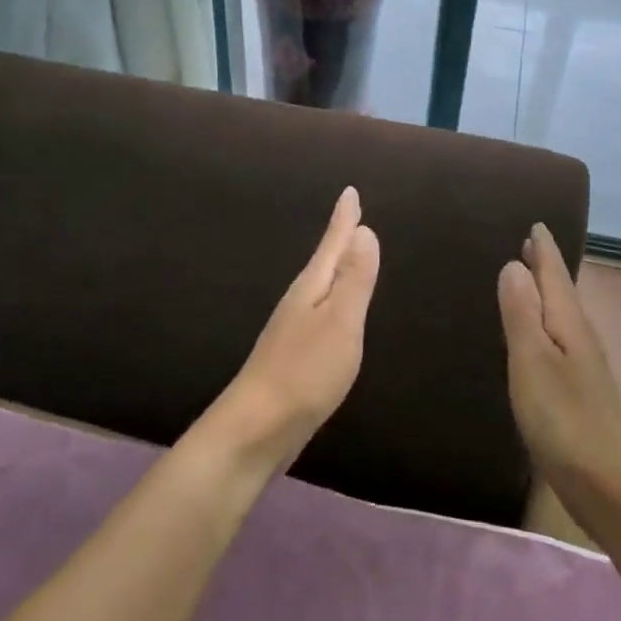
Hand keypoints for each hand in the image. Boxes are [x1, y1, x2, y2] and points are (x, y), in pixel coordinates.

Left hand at [226, 187, 380, 467]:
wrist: (256, 428)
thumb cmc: (305, 372)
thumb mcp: (340, 322)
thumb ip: (353, 279)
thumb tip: (364, 231)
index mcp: (311, 289)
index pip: (332, 245)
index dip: (344, 219)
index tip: (350, 192)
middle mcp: (298, 303)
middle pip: (324, 263)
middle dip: (339, 240)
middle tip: (352, 218)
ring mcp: (291, 331)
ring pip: (319, 289)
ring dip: (334, 270)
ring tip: (345, 257)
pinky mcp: (292, 357)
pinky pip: (318, 315)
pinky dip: (330, 302)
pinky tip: (331, 314)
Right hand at [497, 224, 620, 514]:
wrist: (609, 487)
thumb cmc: (564, 421)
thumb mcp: (533, 362)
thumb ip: (522, 314)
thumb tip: (514, 265)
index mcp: (569, 325)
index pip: (555, 276)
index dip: (544, 250)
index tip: (536, 224)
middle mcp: (580, 338)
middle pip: (561, 292)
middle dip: (546, 267)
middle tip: (530, 243)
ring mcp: (583, 367)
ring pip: (562, 315)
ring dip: (546, 293)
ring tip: (529, 278)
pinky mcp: (579, 392)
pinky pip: (559, 339)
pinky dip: (546, 323)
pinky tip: (538, 335)